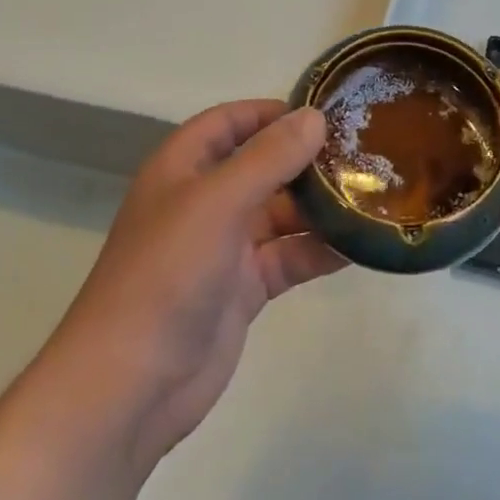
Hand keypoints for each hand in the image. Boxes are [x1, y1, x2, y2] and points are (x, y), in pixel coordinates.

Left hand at [23, 101, 343, 476]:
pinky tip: (358, 245)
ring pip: (280, 213)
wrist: (128, 388)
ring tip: (372, 196)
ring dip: (320, 207)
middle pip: (262, 166)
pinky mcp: (242, 289)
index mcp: (184, 169)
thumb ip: (269, 157)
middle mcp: (204, 201)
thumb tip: (314, 117)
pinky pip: (288, 257)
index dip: (272, 112)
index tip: (325, 112)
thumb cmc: (166, 274)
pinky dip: (318, 251)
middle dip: (307, 160)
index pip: (230, 121)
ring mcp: (224, 247)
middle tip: (364, 153)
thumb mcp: (218, 202)